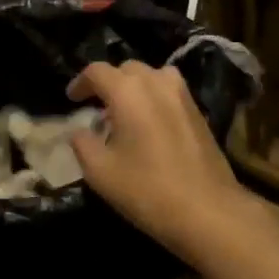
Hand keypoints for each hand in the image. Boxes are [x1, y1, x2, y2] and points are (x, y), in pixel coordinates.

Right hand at [67, 60, 263, 263]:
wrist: (208, 210)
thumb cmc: (147, 189)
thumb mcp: (100, 172)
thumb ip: (82, 144)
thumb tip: (80, 131)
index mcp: (128, 91)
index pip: (97, 71)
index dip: (80, 82)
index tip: (71, 100)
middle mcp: (157, 82)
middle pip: (126, 69)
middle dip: (108, 83)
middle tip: (96, 108)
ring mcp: (182, 95)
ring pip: (152, 77)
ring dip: (134, 88)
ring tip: (124, 114)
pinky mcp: (198, 112)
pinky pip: (169, 92)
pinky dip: (153, 98)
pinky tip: (149, 126)